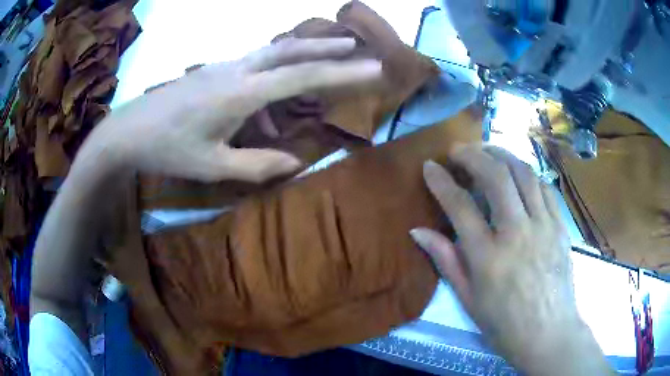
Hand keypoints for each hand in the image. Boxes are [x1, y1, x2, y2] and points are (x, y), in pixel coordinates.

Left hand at [78, 37, 381, 181]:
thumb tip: (296, 164)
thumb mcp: (212, 166)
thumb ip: (257, 165)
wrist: (128, 132)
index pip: (303, 76)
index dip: (343, 73)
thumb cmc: (167, 150)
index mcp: (241, 93)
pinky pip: (252, 69)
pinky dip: (270, 84)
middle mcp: (237, 70)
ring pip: (272, 54)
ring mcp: (223, 67)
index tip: (374, 69)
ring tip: (318, 76)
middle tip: (355, 47)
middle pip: (290, 49)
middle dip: (326, 47)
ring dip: (300, 58)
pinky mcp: (213, 72)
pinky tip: (264, 116)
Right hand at [410, 145, 611, 374]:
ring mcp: (544, 226)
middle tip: (458, 150)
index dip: (441, 181)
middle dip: (473, 155)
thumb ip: (446, 260)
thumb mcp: (468, 299)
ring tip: (488, 152)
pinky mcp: (560, 226)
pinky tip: (519, 175)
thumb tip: (418, 231)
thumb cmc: (504, 324)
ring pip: (524, 173)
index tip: (430, 166)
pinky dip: (528, 174)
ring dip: (502, 155)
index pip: (460, 206)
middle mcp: (517, 233)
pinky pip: (545, 187)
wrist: (548, 333)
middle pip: (496, 176)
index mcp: (488, 257)